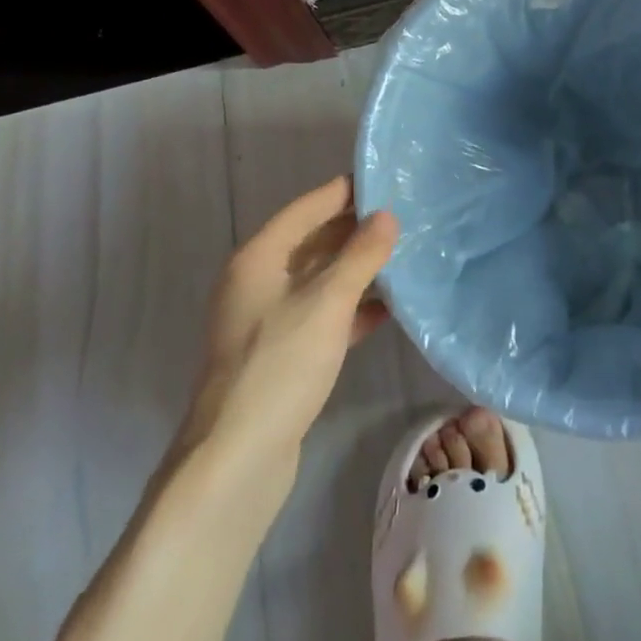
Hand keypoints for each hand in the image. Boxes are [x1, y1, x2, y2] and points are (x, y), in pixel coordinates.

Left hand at [177, 177, 397, 476]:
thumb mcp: (327, 303)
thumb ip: (360, 256)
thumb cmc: (278, 367)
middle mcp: (258, 283)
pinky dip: (351, 308)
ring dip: (357, 269)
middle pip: (312, 242)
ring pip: (320, 280)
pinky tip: (388, 308)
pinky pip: (322, 315)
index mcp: (259, 259)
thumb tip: (387, 216)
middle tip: (404, 216)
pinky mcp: (282, 355)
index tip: (384, 179)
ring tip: (404, 254)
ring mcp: (268, 321)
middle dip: (354, 230)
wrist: (236, 461)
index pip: (306, 209)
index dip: (343, 192)